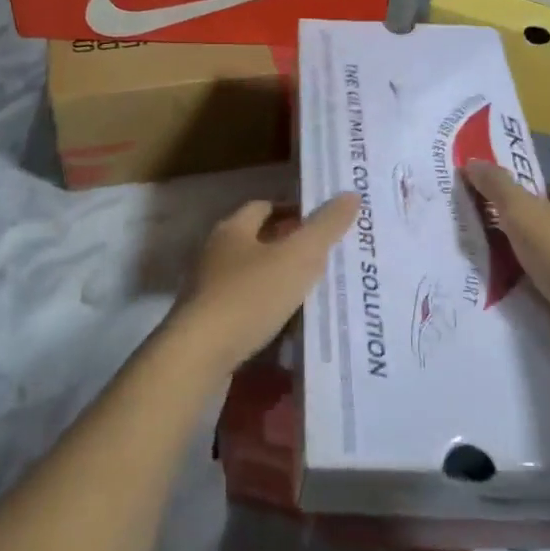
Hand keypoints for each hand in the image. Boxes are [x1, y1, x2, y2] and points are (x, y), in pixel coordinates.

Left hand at [168, 196, 359, 377]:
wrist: (198, 356)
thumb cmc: (249, 296)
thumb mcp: (297, 258)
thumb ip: (325, 227)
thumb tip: (351, 194)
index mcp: (232, 229)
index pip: (265, 206)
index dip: (293, 210)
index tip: (322, 222)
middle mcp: (215, 253)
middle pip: (257, 240)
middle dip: (288, 246)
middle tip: (325, 257)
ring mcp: (208, 290)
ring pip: (251, 276)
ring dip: (278, 280)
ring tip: (312, 292)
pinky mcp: (207, 323)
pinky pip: (244, 307)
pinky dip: (266, 310)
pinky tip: (287, 325)